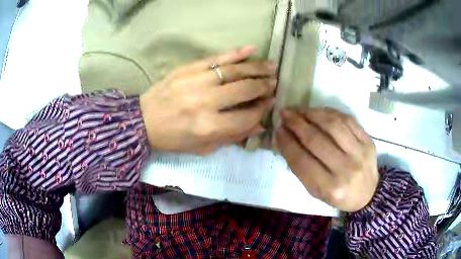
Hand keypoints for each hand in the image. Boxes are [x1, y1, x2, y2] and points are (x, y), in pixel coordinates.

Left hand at [140, 46, 276, 153]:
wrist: (144, 121)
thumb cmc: (174, 139)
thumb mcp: (203, 147)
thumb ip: (233, 137)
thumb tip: (260, 124)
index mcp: (209, 127)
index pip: (247, 116)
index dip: (262, 110)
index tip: (270, 103)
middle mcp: (206, 102)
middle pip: (244, 90)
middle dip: (263, 86)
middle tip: (274, 83)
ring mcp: (196, 81)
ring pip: (234, 71)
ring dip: (256, 68)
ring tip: (271, 66)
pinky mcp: (188, 68)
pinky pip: (216, 58)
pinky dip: (235, 53)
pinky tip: (251, 49)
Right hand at [276, 108, 378, 211]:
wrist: (368, 194)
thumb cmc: (338, 195)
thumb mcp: (316, 191)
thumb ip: (301, 168)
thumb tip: (286, 140)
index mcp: (329, 187)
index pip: (302, 161)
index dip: (287, 142)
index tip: (278, 130)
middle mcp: (346, 170)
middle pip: (316, 140)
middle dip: (297, 124)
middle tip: (285, 114)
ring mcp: (360, 153)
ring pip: (332, 125)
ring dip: (312, 114)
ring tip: (300, 110)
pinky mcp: (368, 141)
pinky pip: (347, 120)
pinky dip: (330, 112)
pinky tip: (318, 111)